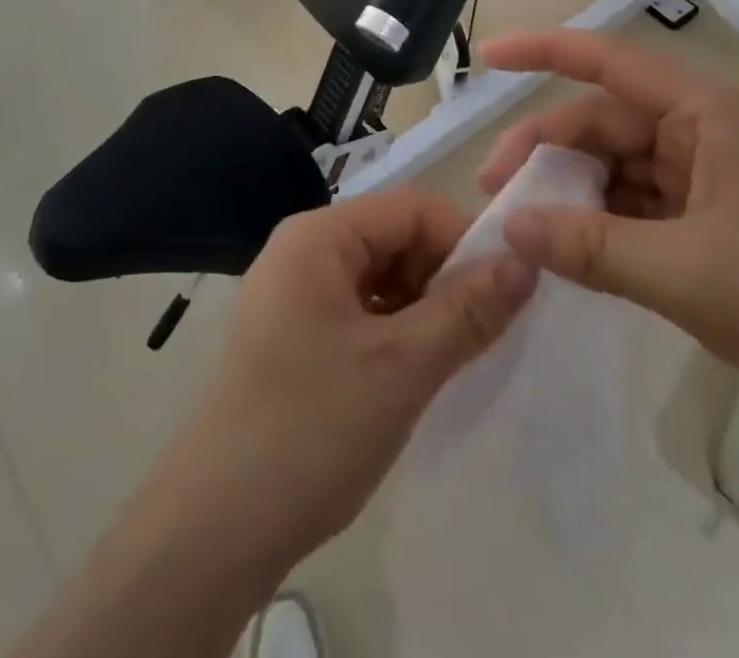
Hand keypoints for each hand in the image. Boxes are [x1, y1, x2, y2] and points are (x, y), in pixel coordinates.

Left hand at [167, 189, 535, 566]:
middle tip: (471, 337)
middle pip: (394, 238)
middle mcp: (302, 251)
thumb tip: (525, 261)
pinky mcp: (292, 334)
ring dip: (419, 310)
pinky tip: (407, 376)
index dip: (461, 241)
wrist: (214, 530)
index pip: (410, 208)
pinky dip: (392, 332)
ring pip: (379, 277)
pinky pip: (358, 310)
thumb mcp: (401, 367)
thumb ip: (467, 310)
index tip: (500, 294)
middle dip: (440, 278)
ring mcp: (293, 293)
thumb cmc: (310, 429)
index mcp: (318, 236)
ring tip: (442, 361)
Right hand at [476, 29, 738, 448]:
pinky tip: (572, 253)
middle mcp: (703, 132)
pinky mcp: (713, 222)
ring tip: (527, 231)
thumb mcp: (684, 273)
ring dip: (572, 193)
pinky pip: (638, 207)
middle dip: (547, 152)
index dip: (542, 53)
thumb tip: (508, 227)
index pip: (607, 62)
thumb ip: (588, 246)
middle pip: (603, 123)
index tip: (487, 57)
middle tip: (494, 195)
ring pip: (617, 168)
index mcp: (704, 112)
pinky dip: (602, 224)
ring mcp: (709, 178)